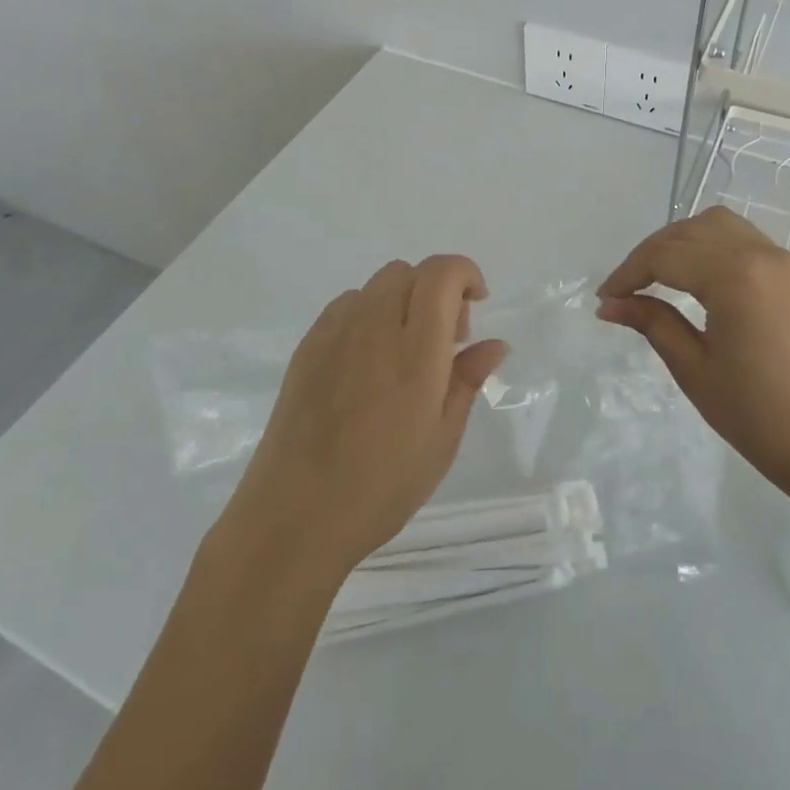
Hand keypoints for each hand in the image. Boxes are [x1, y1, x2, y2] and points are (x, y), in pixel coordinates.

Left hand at [226, 256, 507, 579]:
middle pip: (410, 272)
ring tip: (404, 352)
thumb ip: (468, 380)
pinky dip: (369, 314)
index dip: (465, 274)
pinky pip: (346, 305)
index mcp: (416, 350)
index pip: (442, 273)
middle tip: (444, 341)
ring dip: (402, 300)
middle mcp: (374, 327)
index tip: (477, 305)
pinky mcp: (307, 347)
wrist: (295, 516)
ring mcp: (335, 333)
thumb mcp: (442, 439)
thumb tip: (495, 344)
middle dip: (437, 290)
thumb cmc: (382, 485)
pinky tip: (367, 361)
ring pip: (377, 285)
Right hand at [597, 207, 789, 500]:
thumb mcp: (694, 368)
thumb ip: (652, 323)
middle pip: (688, 232)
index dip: (628, 273)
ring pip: (716, 224)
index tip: (604, 298)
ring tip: (656, 275)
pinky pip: (740, 237)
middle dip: (649, 254)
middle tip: (624, 290)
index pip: (665, 255)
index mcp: (734, 277)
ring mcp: (780, 259)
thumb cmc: (756, 414)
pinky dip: (708, 243)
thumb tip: (609, 304)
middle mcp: (759, 253)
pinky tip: (693, 273)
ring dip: (679, 241)